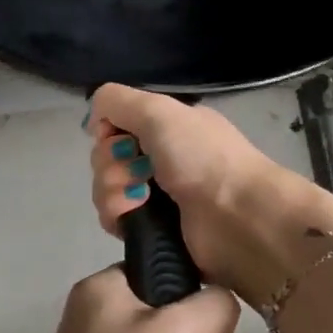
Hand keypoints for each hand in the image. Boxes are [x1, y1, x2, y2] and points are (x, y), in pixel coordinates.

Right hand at [88, 83, 297, 304]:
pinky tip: (134, 216)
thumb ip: (117, 101)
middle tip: (138, 170)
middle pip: (106, 157)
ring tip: (139, 199)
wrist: (238, 217)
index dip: (107, 131)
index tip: (116, 137)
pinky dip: (117, 215)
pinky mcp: (151, 231)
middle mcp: (160, 159)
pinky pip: (113, 218)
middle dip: (110, 163)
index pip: (115, 124)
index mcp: (167, 128)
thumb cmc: (203, 158)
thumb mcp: (160, 111)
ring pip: (105, 188)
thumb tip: (94, 119)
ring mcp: (155, 196)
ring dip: (112, 190)